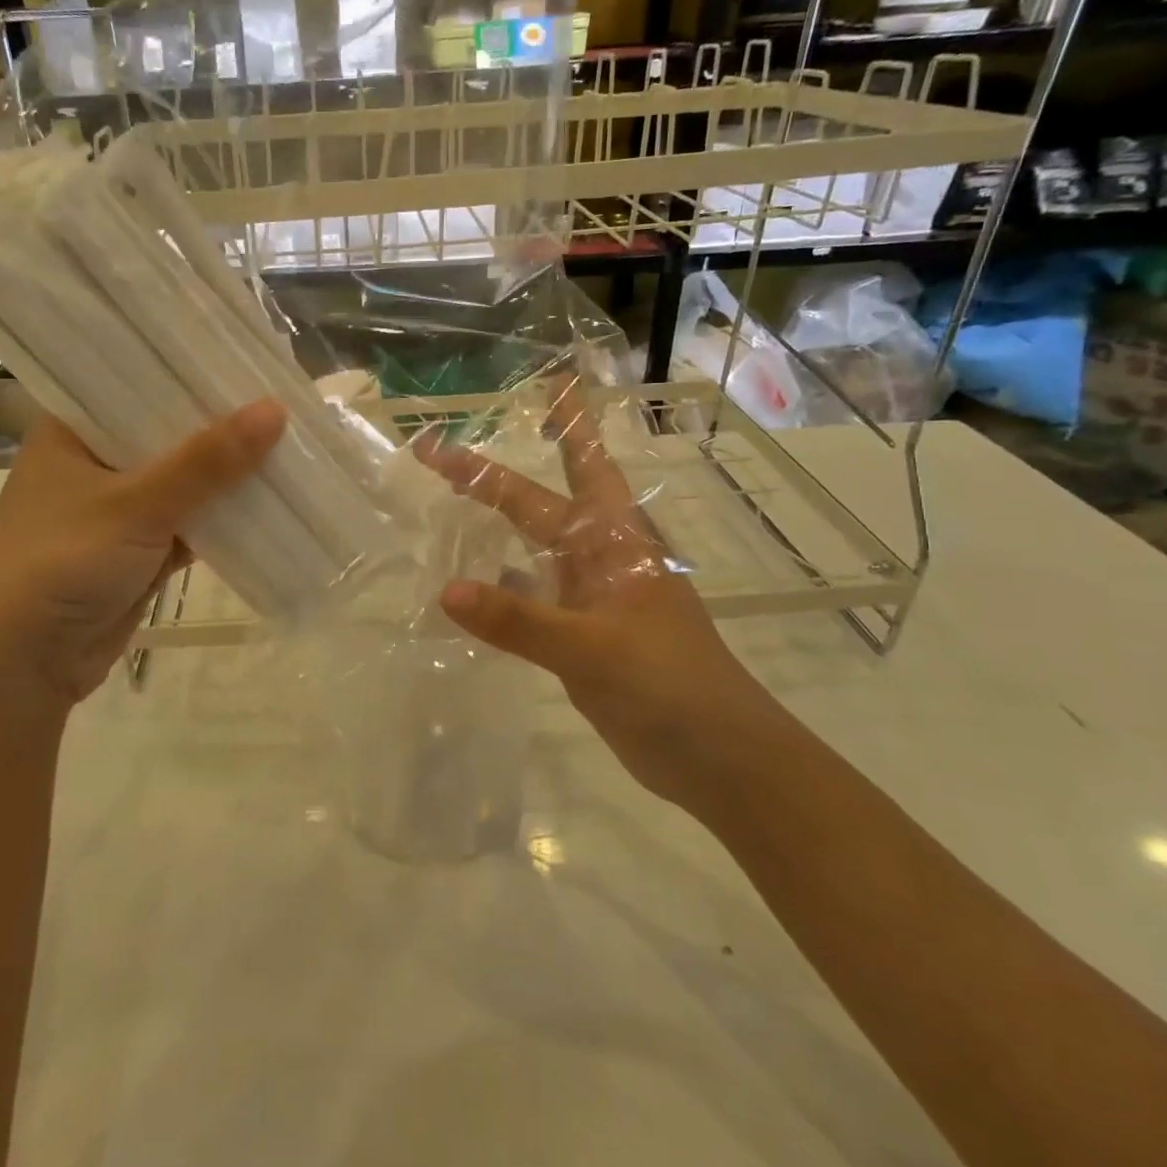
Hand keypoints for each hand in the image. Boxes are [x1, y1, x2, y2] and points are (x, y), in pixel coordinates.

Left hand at [0, 399, 285, 709]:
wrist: (21, 665)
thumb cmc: (62, 561)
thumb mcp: (136, 503)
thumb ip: (207, 460)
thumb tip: (275, 409)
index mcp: (72, 430)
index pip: (136, 382)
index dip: (190, 370)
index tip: (246, 355)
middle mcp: (94, 462)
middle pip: (167, 434)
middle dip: (220, 426)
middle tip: (282, 396)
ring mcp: (116, 510)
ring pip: (183, 482)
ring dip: (227, 475)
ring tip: (291, 442)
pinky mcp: (137, 551)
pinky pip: (190, 524)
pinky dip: (222, 519)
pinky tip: (272, 500)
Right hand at [415, 380, 779, 806]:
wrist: (719, 758)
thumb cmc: (668, 687)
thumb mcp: (591, 650)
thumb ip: (519, 620)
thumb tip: (446, 591)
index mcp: (613, 541)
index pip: (563, 473)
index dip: (534, 435)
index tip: (489, 409)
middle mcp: (600, 557)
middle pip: (542, 499)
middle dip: (499, 472)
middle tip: (451, 446)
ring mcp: (591, 596)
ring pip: (536, 544)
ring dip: (501, 521)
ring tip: (454, 499)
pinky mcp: (581, 633)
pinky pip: (531, 593)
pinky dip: (501, 583)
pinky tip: (470, 587)